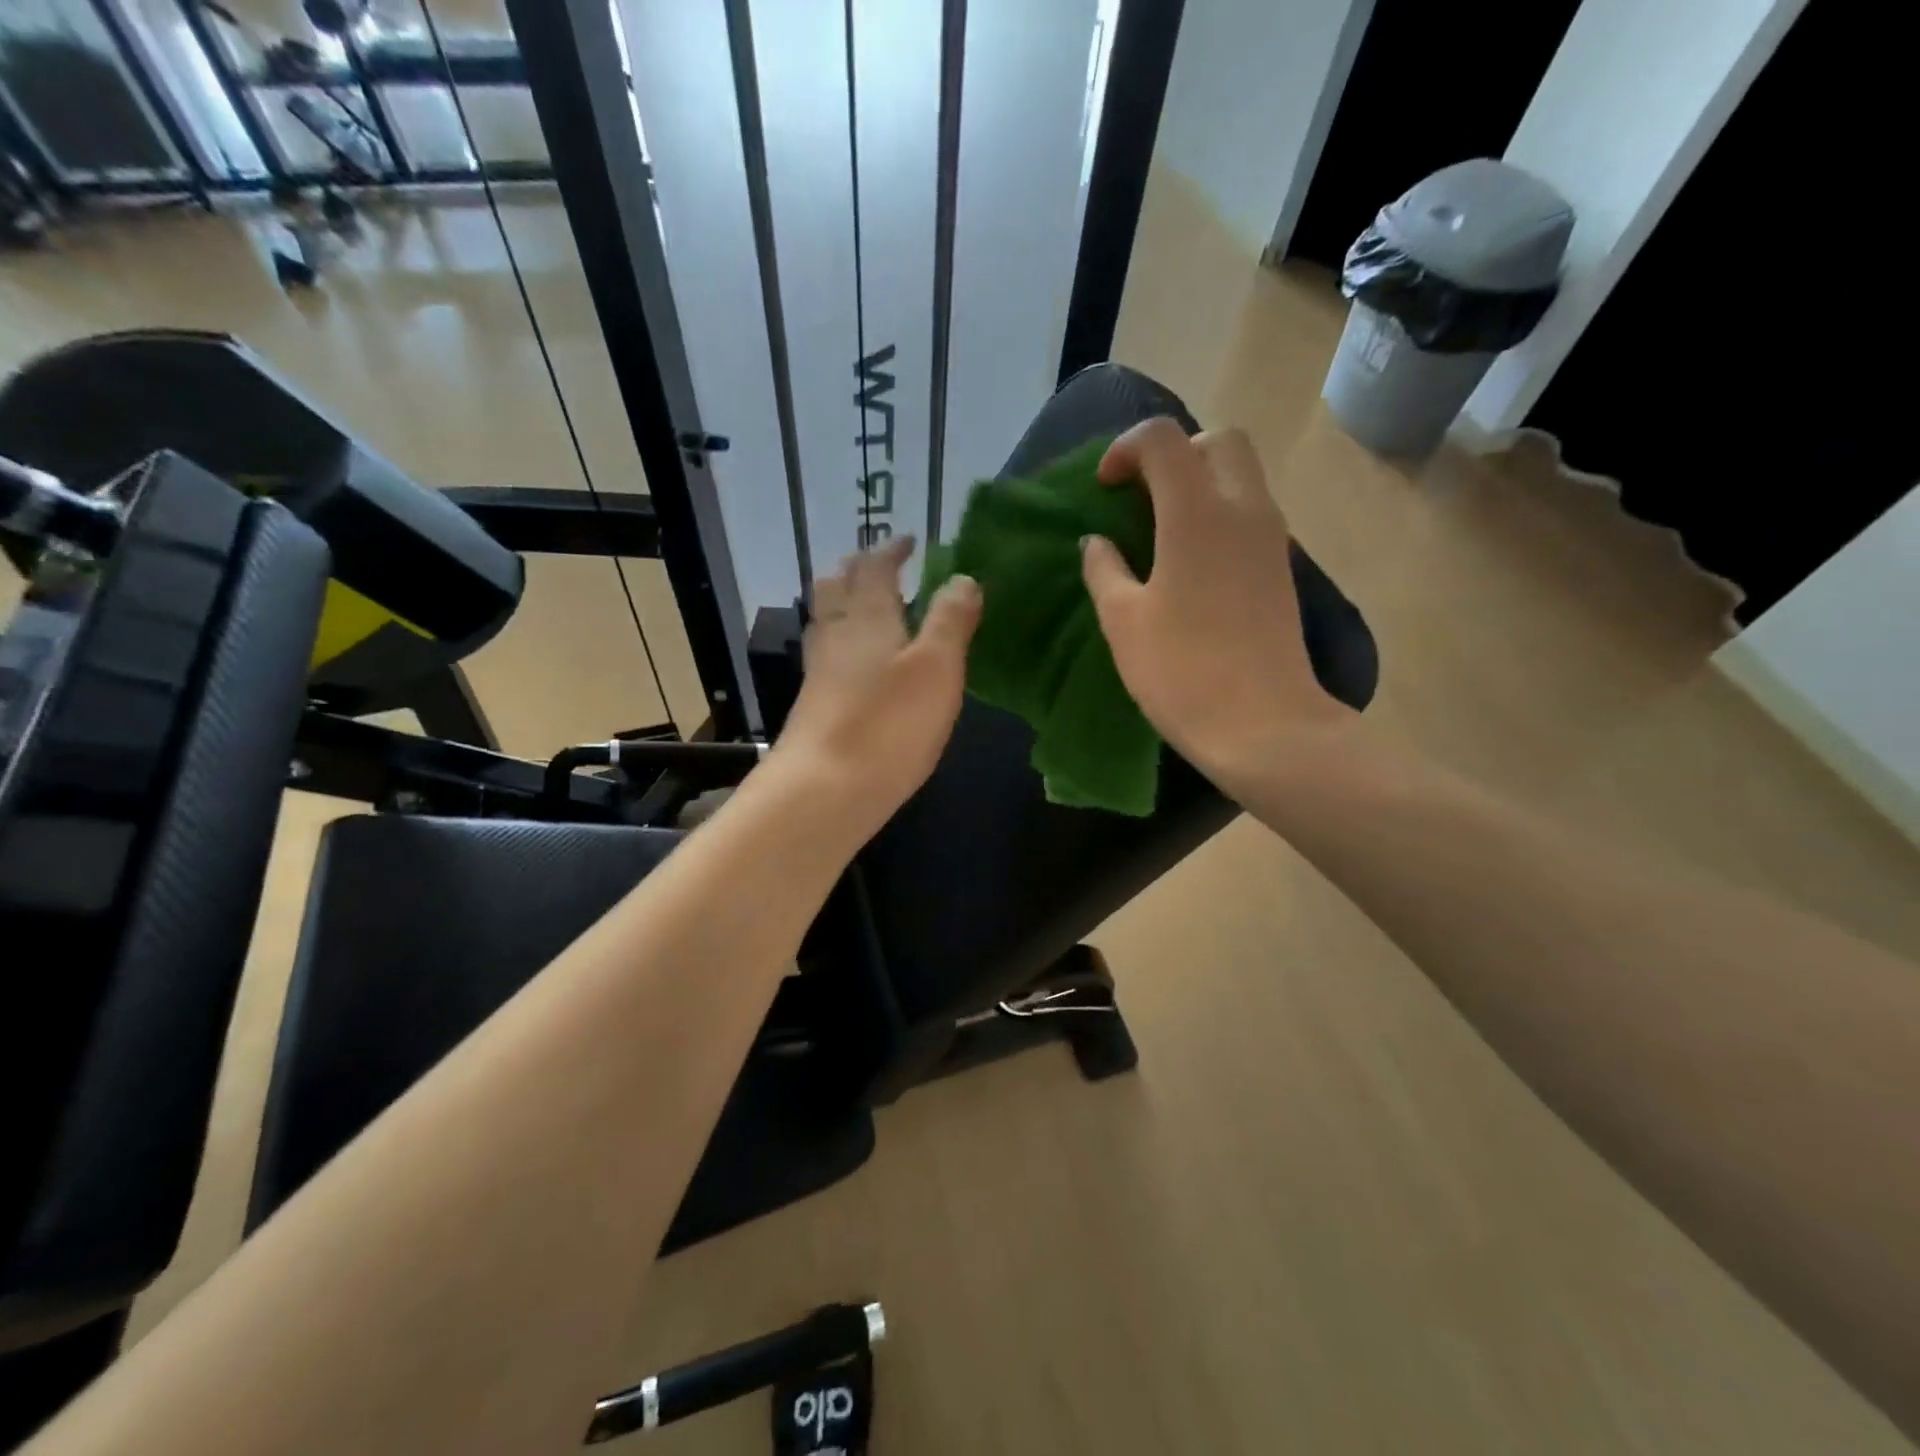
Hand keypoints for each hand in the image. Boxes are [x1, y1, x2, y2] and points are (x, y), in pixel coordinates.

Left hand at [770, 536, 981, 838]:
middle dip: (858, 569)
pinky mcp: (813, 705)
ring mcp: (819, 671)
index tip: (908, 542)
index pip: (875, 567)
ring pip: (826, 620)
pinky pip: (827, 655)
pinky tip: (858, 664)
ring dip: (845, 603)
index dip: (891, 550)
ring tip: (870, 608)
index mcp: (868, 616)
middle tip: (882, 568)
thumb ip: (950, 620)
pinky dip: (844, 642)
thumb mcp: (937, 668)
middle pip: (836, 586)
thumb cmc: (888, 724)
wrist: (824, 790)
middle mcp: (836, 634)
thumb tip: (962, 577)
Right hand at [1081, 419, 1352, 793]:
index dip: (1125, 449)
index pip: (1164, 439)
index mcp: (1197, 513)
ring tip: (1158, 530)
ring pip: (1240, 476)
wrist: (1264, 726)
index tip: (1104, 489)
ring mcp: (1271, 538)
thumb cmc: (1182, 671)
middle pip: (1217, 441)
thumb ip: (1104, 570)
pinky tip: (1188, 562)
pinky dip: (1217, 513)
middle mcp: (1243, 509)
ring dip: (1198, 483)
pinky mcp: (1281, 568)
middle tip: (1140, 497)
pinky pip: (1249, 512)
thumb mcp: (1124, 621)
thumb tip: (1097, 543)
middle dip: (1174, 453)